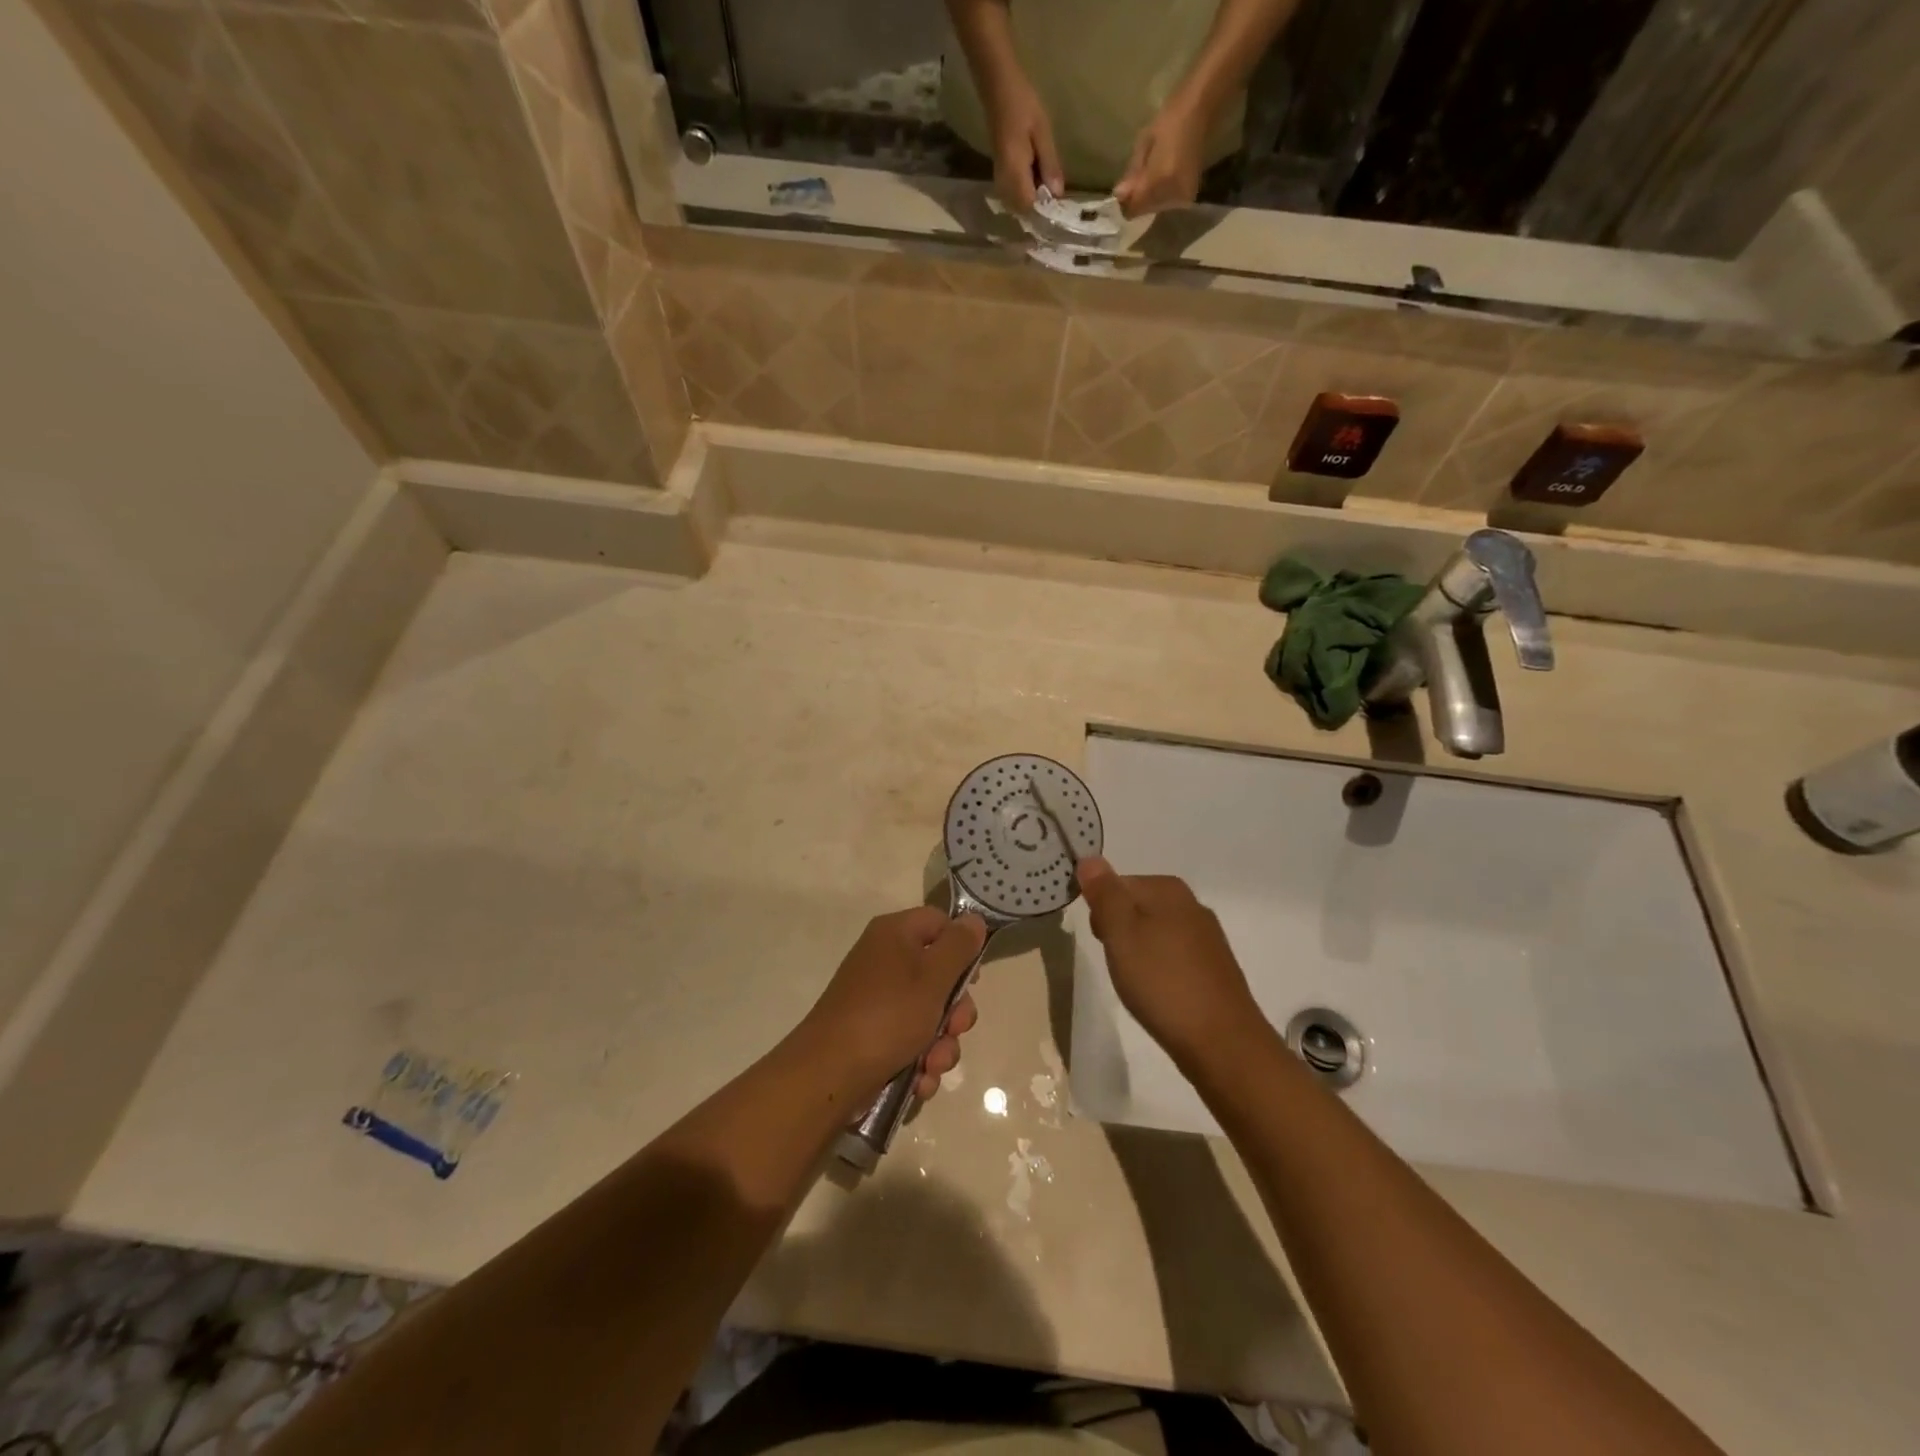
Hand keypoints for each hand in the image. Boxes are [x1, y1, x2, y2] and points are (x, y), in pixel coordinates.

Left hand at [800, 907, 986, 1100]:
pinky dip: (920, 1062)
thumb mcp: (933, 977)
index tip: (972, 978)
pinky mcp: (874, 1036)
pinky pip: (910, 1042)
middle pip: (939, 975)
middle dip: (955, 1011)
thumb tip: (974, 920)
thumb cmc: (887, 1015)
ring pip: (929, 1015)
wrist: (830, 1073)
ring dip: (941, 1044)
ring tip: (933, 1065)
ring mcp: (878, 1001)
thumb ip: (958, 947)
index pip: (939, 922)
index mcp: (894, 934)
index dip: (961, 947)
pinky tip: (920, 1080)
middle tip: (956, 1029)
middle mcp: (885, 961)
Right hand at [984, 74, 1063, 210]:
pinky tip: (1038, 177)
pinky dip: (1027, 191)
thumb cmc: (1021, 103)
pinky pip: (1014, 194)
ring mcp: (1000, 179)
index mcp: (1014, 173)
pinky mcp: (1000, 174)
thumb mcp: (1042, 132)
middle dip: (1040, 207)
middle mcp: (1004, 182)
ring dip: (1034, 199)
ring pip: (1018, 204)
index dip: (1045, 210)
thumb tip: (1057, 194)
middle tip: (1056, 193)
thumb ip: (1049, 165)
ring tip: (1048, 183)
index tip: (1060, 206)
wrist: (997, 86)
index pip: (1030, 207)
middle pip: (1023, 210)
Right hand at [1076, 857, 1264, 1068]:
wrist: (1222, 1043)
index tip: (1101, 941)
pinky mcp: (1214, 969)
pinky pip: (1173, 957)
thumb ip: (1104, 894)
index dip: (1101, 912)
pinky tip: (1158, 995)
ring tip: (1135, 983)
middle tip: (1116, 963)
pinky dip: (1159, 971)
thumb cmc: (1162, 982)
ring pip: (1154, 933)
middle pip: (1136, 907)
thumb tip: (1090, 858)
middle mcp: (1192, 905)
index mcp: (1168, 889)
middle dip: (1119, 932)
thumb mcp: (1120, 933)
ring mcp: (1207, 938)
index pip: (1118, 884)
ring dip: (1138, 953)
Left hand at [1112, 100, 1208, 217]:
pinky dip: (1160, 194)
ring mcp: (1182, 198)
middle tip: (1138, 178)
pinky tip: (1163, 177)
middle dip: (1137, 199)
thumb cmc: (1169, 120)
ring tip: (1154, 173)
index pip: (1133, 210)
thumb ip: (1132, 175)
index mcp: (1160, 181)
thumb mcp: (1143, 144)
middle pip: (1144, 211)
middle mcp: (1172, 196)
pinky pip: (1167, 203)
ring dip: (1149, 197)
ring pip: (1155, 208)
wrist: (1199, 109)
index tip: (1123, 191)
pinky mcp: (1189, 197)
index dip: (1125, 203)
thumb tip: (1119, 196)